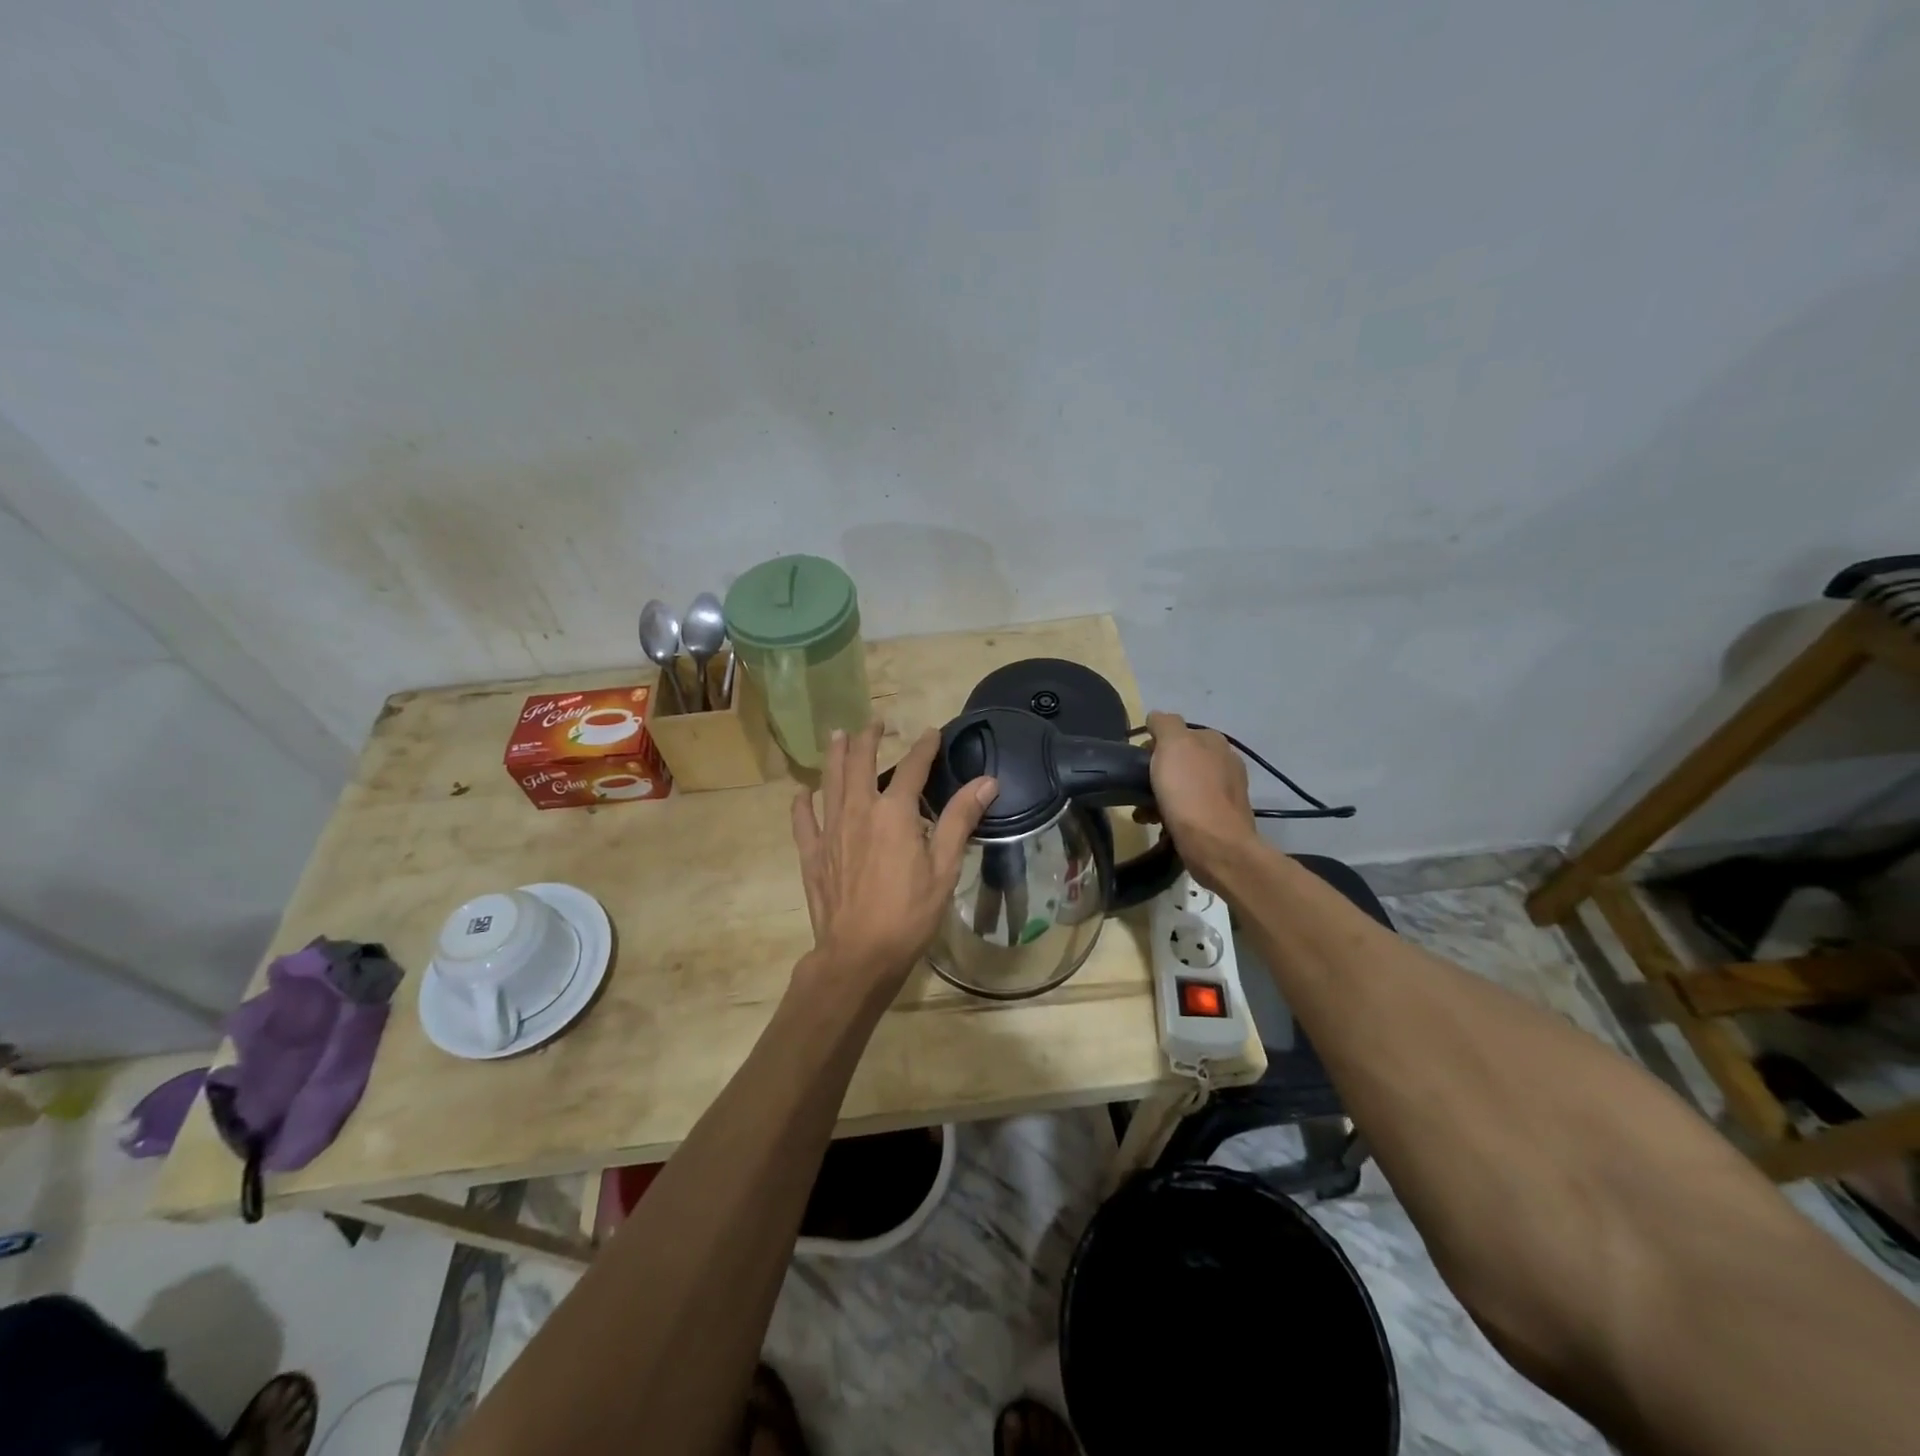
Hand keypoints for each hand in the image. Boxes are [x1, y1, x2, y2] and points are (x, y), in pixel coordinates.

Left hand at [791, 722, 996, 1002]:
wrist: (859, 955)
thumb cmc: (909, 913)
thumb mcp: (944, 868)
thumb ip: (960, 819)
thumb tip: (987, 781)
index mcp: (894, 813)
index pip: (911, 768)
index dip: (923, 747)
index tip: (931, 732)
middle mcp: (858, 811)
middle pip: (860, 764)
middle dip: (868, 739)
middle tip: (874, 724)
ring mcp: (830, 831)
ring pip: (830, 782)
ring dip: (835, 756)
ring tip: (837, 736)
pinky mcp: (813, 854)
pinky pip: (803, 821)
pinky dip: (802, 803)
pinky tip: (802, 792)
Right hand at [1143, 712, 1258, 890]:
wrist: (1215, 844)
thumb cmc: (1189, 791)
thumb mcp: (1172, 745)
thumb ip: (1164, 724)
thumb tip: (1157, 717)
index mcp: (1214, 741)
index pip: (1178, 732)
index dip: (1154, 744)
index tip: (1139, 762)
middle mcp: (1225, 762)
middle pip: (1180, 760)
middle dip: (1157, 772)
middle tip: (1139, 787)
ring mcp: (1226, 792)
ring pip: (1183, 786)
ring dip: (1160, 796)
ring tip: (1143, 812)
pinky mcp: (1221, 819)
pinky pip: (1189, 809)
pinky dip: (1171, 814)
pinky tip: (1158, 825)